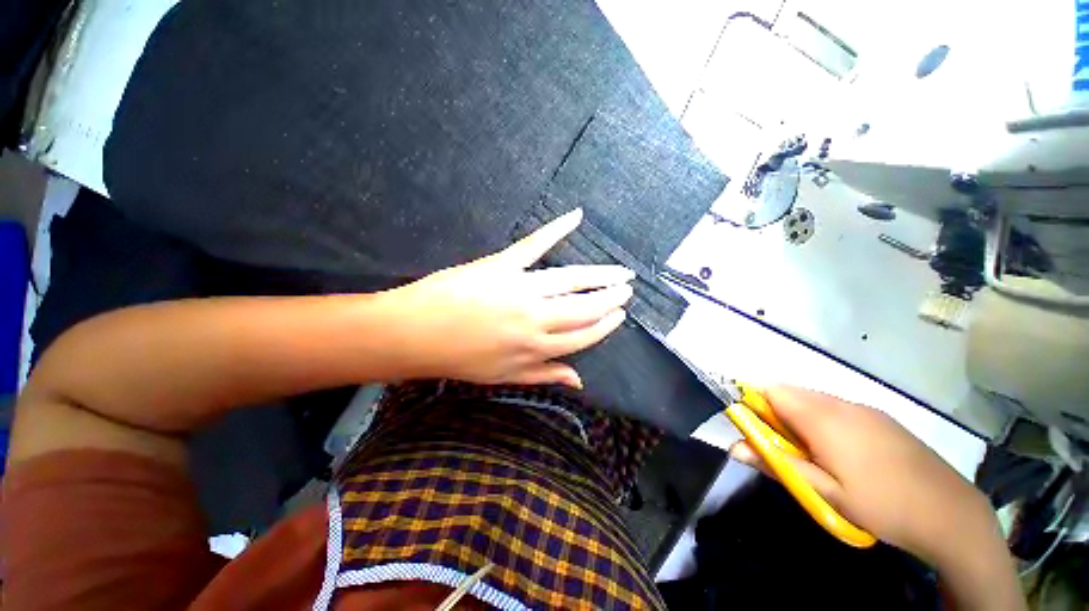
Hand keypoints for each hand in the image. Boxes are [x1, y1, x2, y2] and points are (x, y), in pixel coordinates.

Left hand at [375, 208, 632, 387]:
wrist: (416, 333)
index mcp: (536, 348)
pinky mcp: (503, 264)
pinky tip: (576, 217)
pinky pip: (535, 244)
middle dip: (611, 299)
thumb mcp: (503, 376)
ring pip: (571, 280)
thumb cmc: (459, 358)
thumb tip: (579, 381)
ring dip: (600, 275)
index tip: (619, 315)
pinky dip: (556, 228)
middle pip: (585, 307)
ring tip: (619, 272)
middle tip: (626, 289)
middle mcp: (536, 319)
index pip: (584, 336)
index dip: (605, 326)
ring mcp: (521, 288)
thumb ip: (543, 375)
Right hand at [731, 387, 1023, 609]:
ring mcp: (865, 408)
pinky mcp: (881, 417)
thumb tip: (734, 447)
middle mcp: (842, 404)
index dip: (754, 403)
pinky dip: (823, 418)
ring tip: (810, 452)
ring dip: (800, 416)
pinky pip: (838, 406)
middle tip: (781, 446)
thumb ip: (777, 464)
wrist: (950, 513)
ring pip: (815, 399)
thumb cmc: (882, 506)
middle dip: (776, 412)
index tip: (752, 427)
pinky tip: (840, 449)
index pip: (773, 391)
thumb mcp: (825, 493)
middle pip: (792, 392)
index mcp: (824, 419)